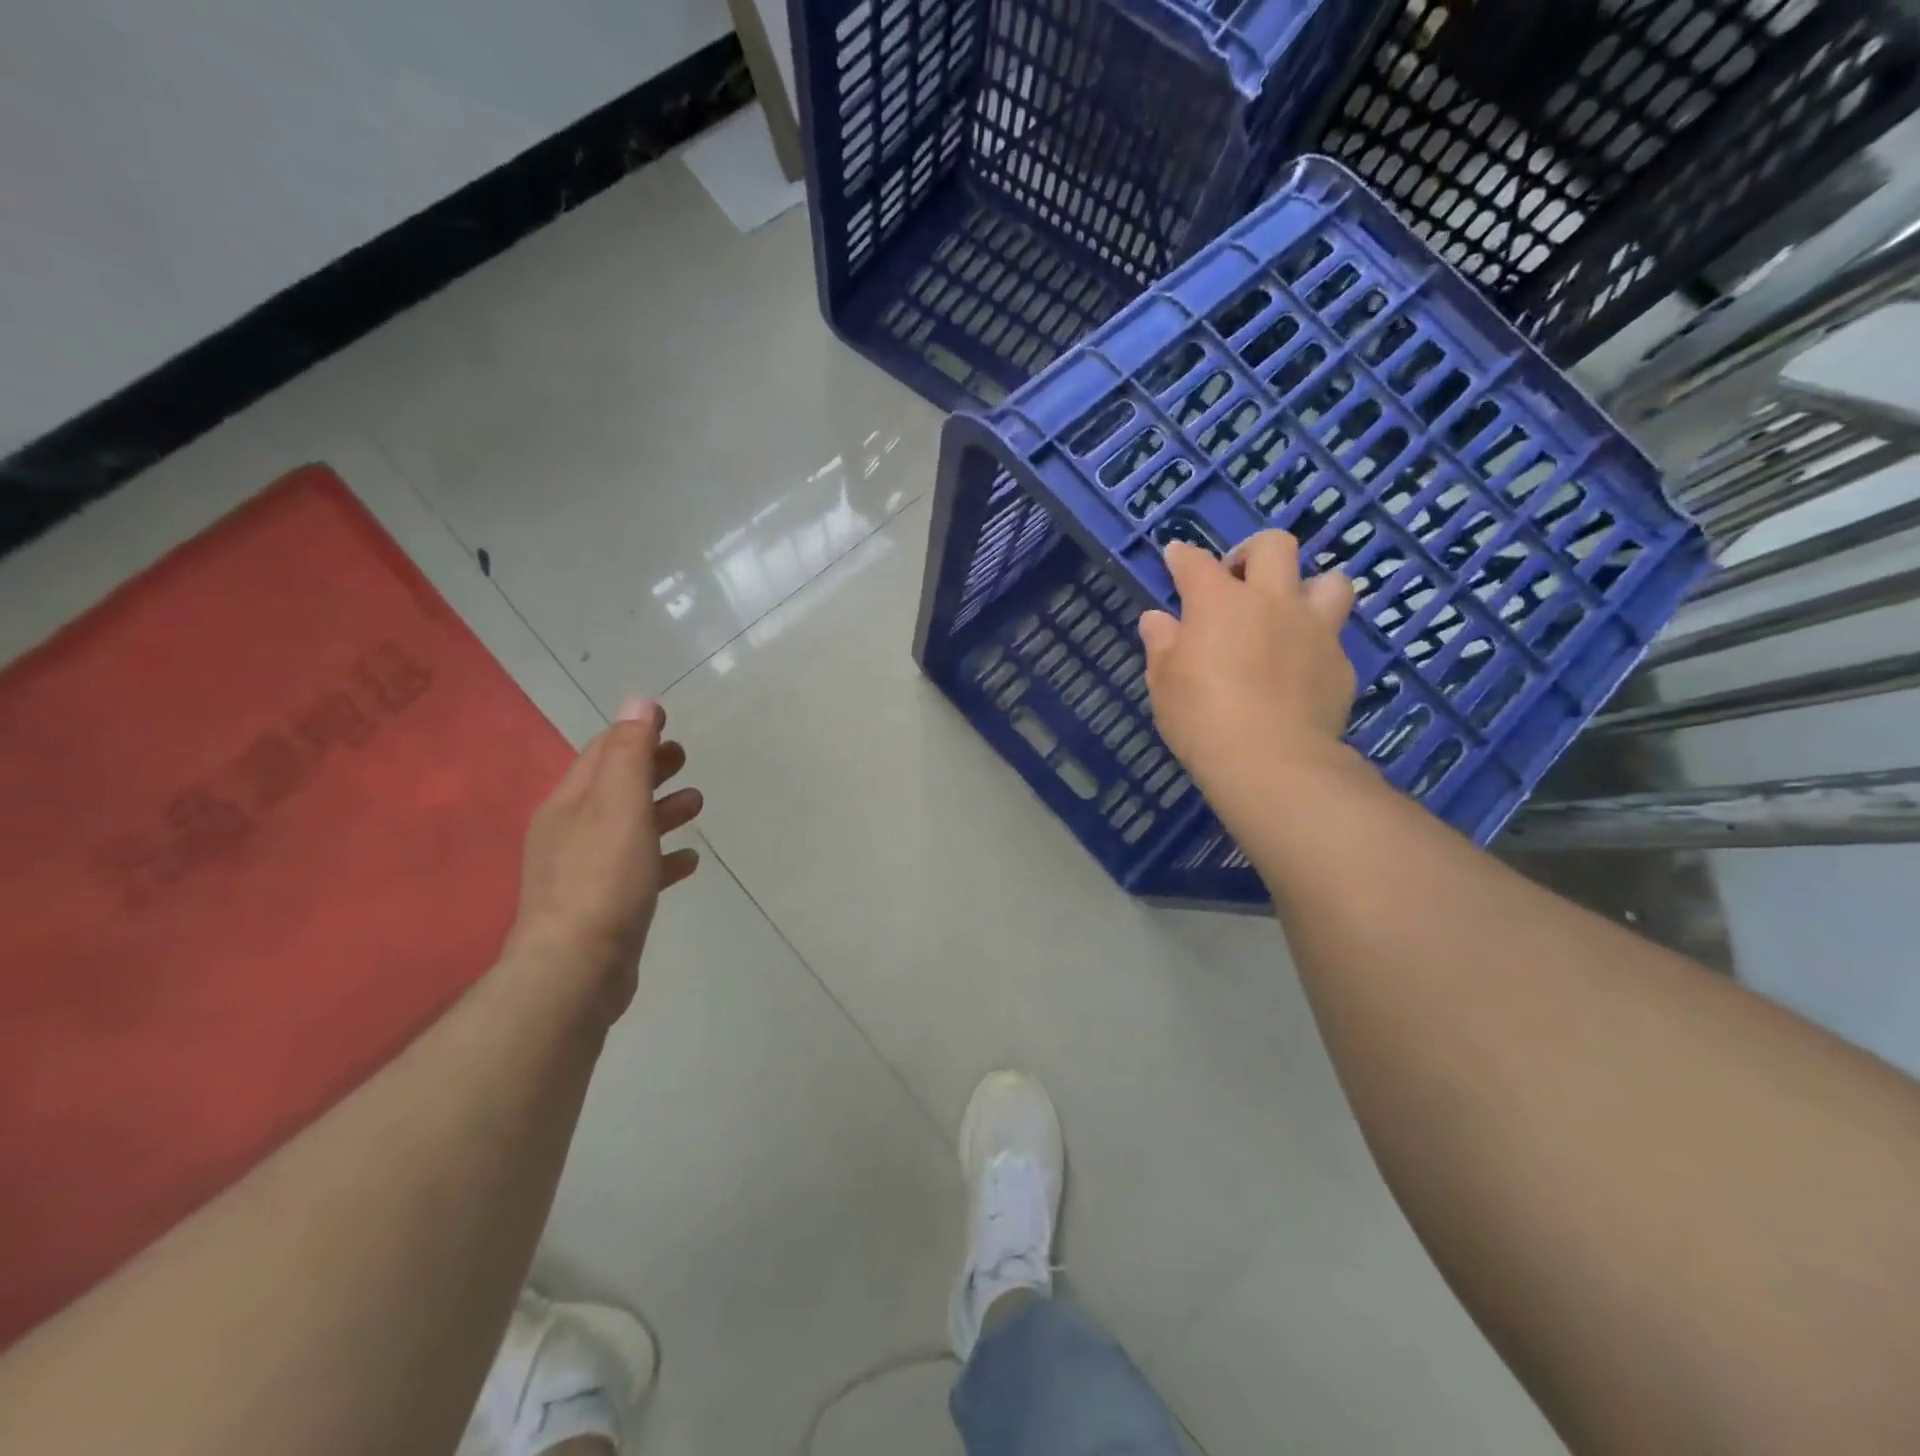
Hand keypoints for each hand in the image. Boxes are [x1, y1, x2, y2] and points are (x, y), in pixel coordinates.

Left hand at [503, 697, 702, 1016]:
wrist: (576, 969)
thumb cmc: (603, 877)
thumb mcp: (619, 805)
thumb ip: (630, 754)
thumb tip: (639, 702)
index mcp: (570, 803)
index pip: (602, 753)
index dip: (635, 734)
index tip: (669, 725)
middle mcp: (570, 832)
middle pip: (614, 787)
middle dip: (649, 769)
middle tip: (685, 758)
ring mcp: (584, 871)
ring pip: (628, 827)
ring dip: (660, 809)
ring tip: (697, 803)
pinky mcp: (604, 906)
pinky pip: (638, 868)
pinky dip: (663, 855)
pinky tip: (690, 860)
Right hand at [1139, 533, 1357, 796]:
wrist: (1271, 760)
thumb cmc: (1201, 718)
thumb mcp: (1164, 683)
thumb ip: (1162, 644)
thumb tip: (1157, 619)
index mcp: (1219, 602)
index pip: (1196, 563)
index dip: (1182, 556)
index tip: (1176, 556)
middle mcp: (1271, 601)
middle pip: (1275, 546)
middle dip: (1253, 553)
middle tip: (1238, 580)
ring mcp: (1313, 629)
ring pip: (1330, 580)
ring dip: (1308, 588)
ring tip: (1289, 613)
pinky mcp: (1340, 663)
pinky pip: (1332, 638)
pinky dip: (1314, 645)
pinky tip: (1299, 670)